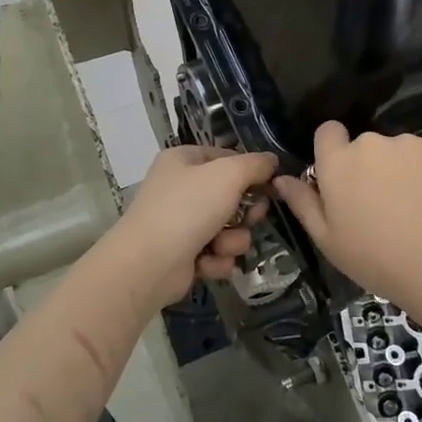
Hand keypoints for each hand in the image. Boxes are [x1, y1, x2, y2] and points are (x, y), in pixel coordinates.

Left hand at [103, 146, 277, 310]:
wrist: (149, 264)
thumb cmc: (188, 208)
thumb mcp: (228, 175)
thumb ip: (255, 164)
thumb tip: (272, 161)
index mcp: (183, 160)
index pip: (226, 157)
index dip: (250, 171)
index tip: (270, 184)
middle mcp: (180, 188)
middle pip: (231, 196)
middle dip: (246, 212)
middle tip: (252, 218)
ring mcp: (180, 223)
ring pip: (228, 229)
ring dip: (232, 240)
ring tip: (221, 246)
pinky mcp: (183, 255)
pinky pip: (216, 253)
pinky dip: (217, 259)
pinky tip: (208, 263)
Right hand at [272, 122, 421, 304]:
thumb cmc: (375, 258)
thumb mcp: (328, 239)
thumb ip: (303, 203)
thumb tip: (280, 178)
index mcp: (339, 161)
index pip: (328, 132)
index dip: (334, 150)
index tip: (344, 176)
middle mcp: (373, 142)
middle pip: (367, 145)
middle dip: (372, 166)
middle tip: (383, 205)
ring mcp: (413, 142)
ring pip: (402, 150)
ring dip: (404, 170)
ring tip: (417, 208)